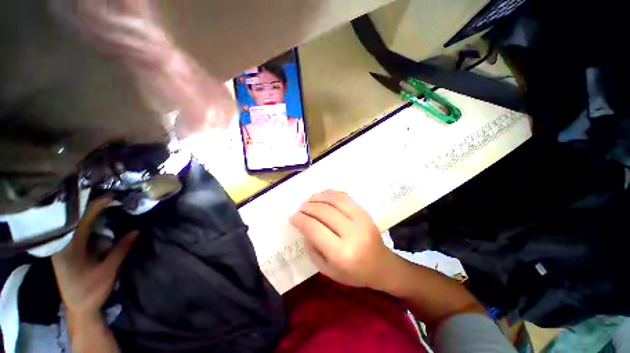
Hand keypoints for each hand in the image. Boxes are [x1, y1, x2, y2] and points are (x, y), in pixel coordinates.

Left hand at [52, 195, 138, 319]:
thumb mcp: (108, 270)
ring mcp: (61, 248)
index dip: (96, 207)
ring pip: (73, 224)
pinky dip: (85, 222)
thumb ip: (121, 249)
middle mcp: (61, 246)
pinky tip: (95, 218)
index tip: (111, 196)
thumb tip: (136, 230)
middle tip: (109, 197)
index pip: (82, 221)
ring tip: (104, 203)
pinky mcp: (64, 251)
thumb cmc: (92, 291)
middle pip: (74, 219)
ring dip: (88, 213)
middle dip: (91, 206)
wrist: (78, 308)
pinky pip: (73, 231)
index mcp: (69, 250)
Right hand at [290, 190, 396, 288]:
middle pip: (323, 211)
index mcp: (342, 253)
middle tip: (299, 209)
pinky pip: (344, 197)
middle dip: (307, 207)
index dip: (301, 220)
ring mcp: (361, 219)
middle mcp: (352, 233)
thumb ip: (312, 248)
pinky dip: (330, 193)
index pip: (315, 228)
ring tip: (308, 200)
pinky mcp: (365, 211)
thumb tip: (304, 225)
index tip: (292, 217)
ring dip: (317, 197)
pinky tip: (322, 196)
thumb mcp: (327, 269)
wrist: (381, 265)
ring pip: (334, 200)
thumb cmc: (353, 272)